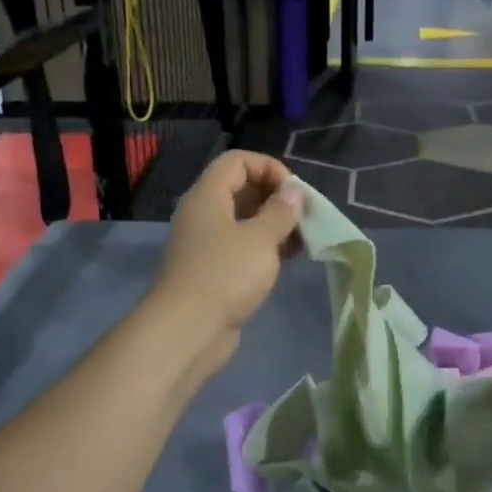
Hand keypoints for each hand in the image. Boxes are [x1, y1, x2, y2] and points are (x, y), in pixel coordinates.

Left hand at [151, 151, 303, 349]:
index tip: (295, 192)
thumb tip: (293, 190)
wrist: (188, 330)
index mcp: (208, 196)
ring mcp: (206, 244)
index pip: (238, 161)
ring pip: (243, 220)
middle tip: (303, 215)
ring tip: (303, 237)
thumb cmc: (226, 275)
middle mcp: (203, 214)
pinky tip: (288, 258)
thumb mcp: (261, 238)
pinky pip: (241, 246)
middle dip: (275, 197)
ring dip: (273, 224)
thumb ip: (281, 211)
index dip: (269, 167)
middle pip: (240, 188)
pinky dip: (265, 247)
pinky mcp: (213, 271)